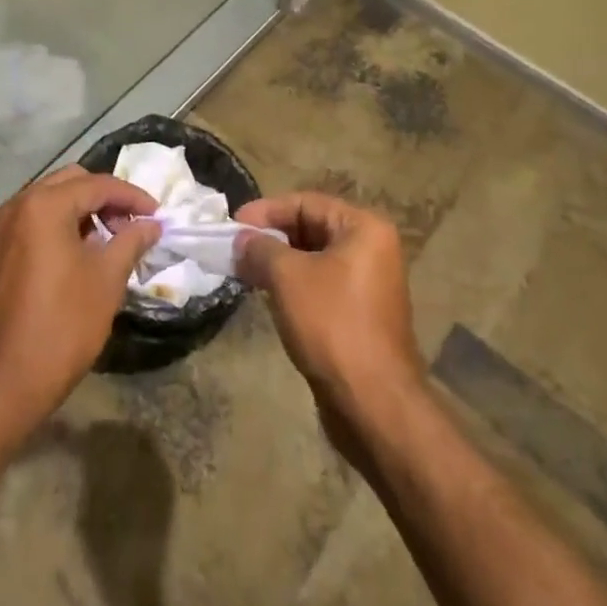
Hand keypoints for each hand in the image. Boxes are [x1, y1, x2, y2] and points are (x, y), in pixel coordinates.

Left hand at [0, 166, 159, 447]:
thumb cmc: (60, 327)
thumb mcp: (105, 281)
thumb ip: (130, 242)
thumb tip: (150, 223)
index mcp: (44, 205)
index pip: (97, 184)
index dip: (132, 196)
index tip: (158, 214)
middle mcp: (18, 206)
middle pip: (71, 183)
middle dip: (106, 198)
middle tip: (133, 224)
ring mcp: (1, 229)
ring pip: (50, 201)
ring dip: (83, 211)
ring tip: (111, 241)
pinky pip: (34, 223)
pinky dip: (60, 227)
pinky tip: (80, 255)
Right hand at [235, 192, 424, 427]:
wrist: (373, 402)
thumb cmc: (332, 324)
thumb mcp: (287, 276)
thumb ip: (260, 248)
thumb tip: (242, 239)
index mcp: (364, 228)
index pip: (306, 203)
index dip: (266, 210)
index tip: (233, 225)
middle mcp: (372, 249)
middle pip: (311, 228)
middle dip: (271, 237)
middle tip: (236, 248)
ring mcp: (368, 283)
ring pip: (313, 259)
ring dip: (278, 262)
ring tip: (244, 270)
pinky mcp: (360, 314)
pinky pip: (320, 285)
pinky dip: (293, 285)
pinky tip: (266, 295)